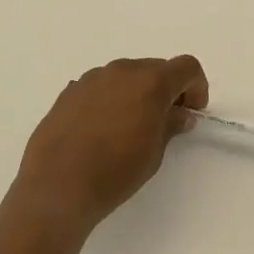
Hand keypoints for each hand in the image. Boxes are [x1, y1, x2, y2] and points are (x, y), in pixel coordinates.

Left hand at [11, 55, 208, 237]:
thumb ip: (170, 125)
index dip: (196, 86)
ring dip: (137, 92)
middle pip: (155, 68)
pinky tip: (102, 129)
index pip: (186, 67)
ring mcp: (92, 78)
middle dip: (167, 89)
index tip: (192, 111)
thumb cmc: (115, 171)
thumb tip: (180, 113)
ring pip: (126, 75)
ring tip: (129, 127)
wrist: (57, 186)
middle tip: (165, 121)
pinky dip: (111, 99)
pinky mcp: (70, 91)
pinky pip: (101, 87)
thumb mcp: (154, 153)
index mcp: (150, 82)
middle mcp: (122, 71)